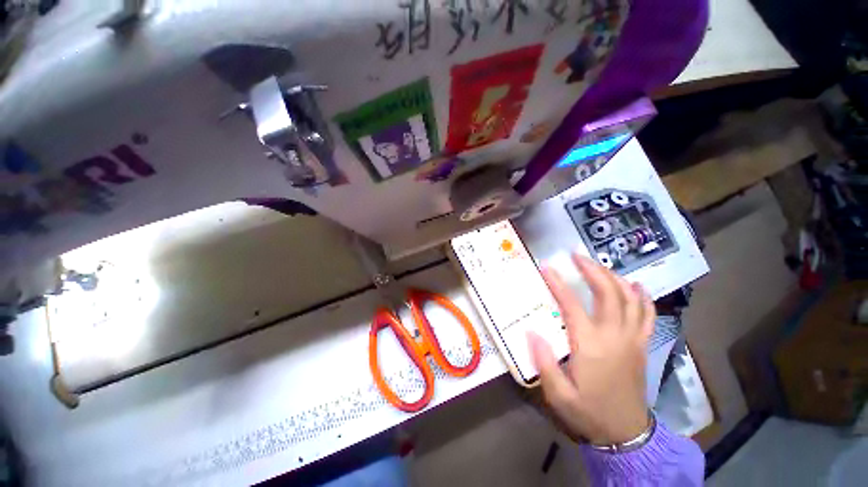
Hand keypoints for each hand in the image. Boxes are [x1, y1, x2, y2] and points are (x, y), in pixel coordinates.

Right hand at [528, 253, 654, 444]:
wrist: (626, 433)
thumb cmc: (589, 411)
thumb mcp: (559, 394)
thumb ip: (544, 362)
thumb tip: (531, 331)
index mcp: (591, 346)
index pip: (572, 305)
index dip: (558, 283)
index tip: (547, 267)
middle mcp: (614, 336)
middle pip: (608, 293)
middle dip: (592, 269)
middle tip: (576, 256)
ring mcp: (633, 339)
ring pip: (629, 298)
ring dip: (614, 276)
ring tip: (598, 264)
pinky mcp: (642, 344)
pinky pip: (647, 314)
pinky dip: (642, 296)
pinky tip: (634, 284)